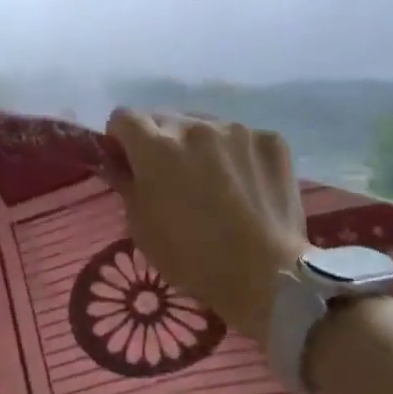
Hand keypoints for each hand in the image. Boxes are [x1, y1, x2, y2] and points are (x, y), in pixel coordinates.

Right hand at [105, 109, 306, 345]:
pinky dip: (238, 156)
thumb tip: (120, 165)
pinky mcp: (271, 140)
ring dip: (201, 146)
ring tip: (215, 183)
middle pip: (165, 118)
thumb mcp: (141, 227)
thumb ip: (127, 185)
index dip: (122, 138)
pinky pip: (243, 139)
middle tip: (172, 176)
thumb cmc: (192, 258)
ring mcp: (237, 130)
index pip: (124, 117)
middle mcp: (195, 126)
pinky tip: (246, 187)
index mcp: (156, 146)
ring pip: (206, 126)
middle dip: (161, 141)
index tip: (129, 160)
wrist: (267, 276)